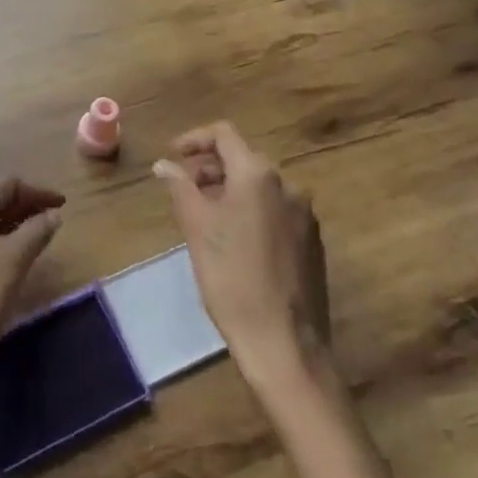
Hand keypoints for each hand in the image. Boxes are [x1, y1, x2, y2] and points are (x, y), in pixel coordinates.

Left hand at [0, 177, 65, 407]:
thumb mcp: (12, 261)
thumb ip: (36, 231)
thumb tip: (52, 214)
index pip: (3, 184)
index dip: (35, 192)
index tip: (62, 203)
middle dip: (20, 205)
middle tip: (51, 219)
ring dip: (5, 223)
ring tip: (35, 236)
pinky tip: (7, 256)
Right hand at [153, 122, 327, 380]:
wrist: (284, 342)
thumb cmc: (231, 278)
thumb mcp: (196, 228)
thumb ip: (180, 187)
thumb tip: (164, 164)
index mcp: (259, 175)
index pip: (224, 135)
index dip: (194, 139)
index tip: (172, 157)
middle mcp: (288, 185)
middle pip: (244, 159)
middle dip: (210, 167)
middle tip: (183, 189)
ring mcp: (305, 214)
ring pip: (260, 187)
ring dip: (229, 190)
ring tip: (205, 216)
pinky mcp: (312, 242)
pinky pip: (276, 210)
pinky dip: (251, 211)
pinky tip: (234, 241)